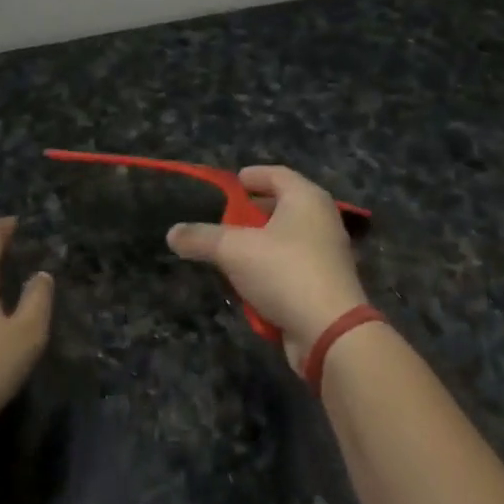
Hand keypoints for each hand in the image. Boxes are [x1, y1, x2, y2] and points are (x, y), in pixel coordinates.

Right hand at [166, 165, 368, 368]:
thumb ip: (201, 238)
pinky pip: (293, 264)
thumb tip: (172, 233)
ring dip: (260, 243)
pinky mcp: (326, 282)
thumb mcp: (233, 251)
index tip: (230, 185)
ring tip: (231, 252)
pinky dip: (272, 267)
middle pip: (283, 205)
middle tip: (225, 219)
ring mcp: (328, 252)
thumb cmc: (284, 272)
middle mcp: (322, 218)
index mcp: (306, 198)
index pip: (276, 174)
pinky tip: (250, 282)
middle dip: (252, 211)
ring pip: (287, 237)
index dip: (251, 177)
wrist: (330, 330)